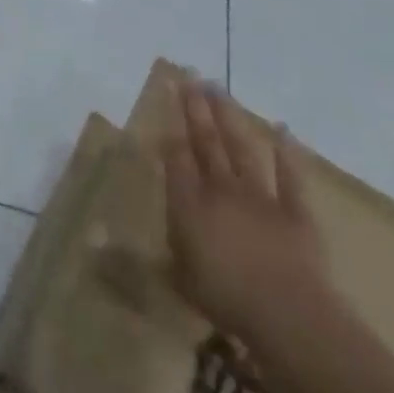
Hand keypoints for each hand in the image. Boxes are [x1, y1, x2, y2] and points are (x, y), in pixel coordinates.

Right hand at [163, 76, 331, 347]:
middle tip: (189, 77)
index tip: (167, 98)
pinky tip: (283, 130)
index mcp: (189, 203)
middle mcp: (220, 189)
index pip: (176, 157)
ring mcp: (260, 197)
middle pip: (206, 142)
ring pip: (241, 148)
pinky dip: (287, 153)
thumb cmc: (225, 298)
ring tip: (218, 89)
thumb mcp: (174, 279)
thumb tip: (97, 246)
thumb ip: (144, 257)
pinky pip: (291, 177)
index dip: (170, 127)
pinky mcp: (296, 212)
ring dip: (229, 117)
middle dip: (195, 109)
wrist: (290, 315)